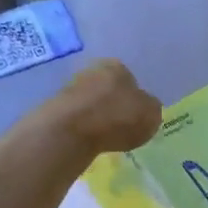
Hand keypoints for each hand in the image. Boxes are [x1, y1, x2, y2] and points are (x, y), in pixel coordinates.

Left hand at [48, 60, 162, 155]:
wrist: (72, 129)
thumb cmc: (118, 117)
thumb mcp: (151, 115)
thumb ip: (151, 109)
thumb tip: (146, 108)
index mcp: (118, 67)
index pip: (130, 79)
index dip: (134, 99)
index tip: (135, 117)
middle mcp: (93, 70)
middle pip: (108, 89)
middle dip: (113, 105)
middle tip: (120, 127)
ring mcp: (71, 87)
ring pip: (91, 102)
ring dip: (97, 116)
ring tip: (104, 137)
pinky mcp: (56, 106)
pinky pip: (77, 117)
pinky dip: (83, 126)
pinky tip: (88, 140)